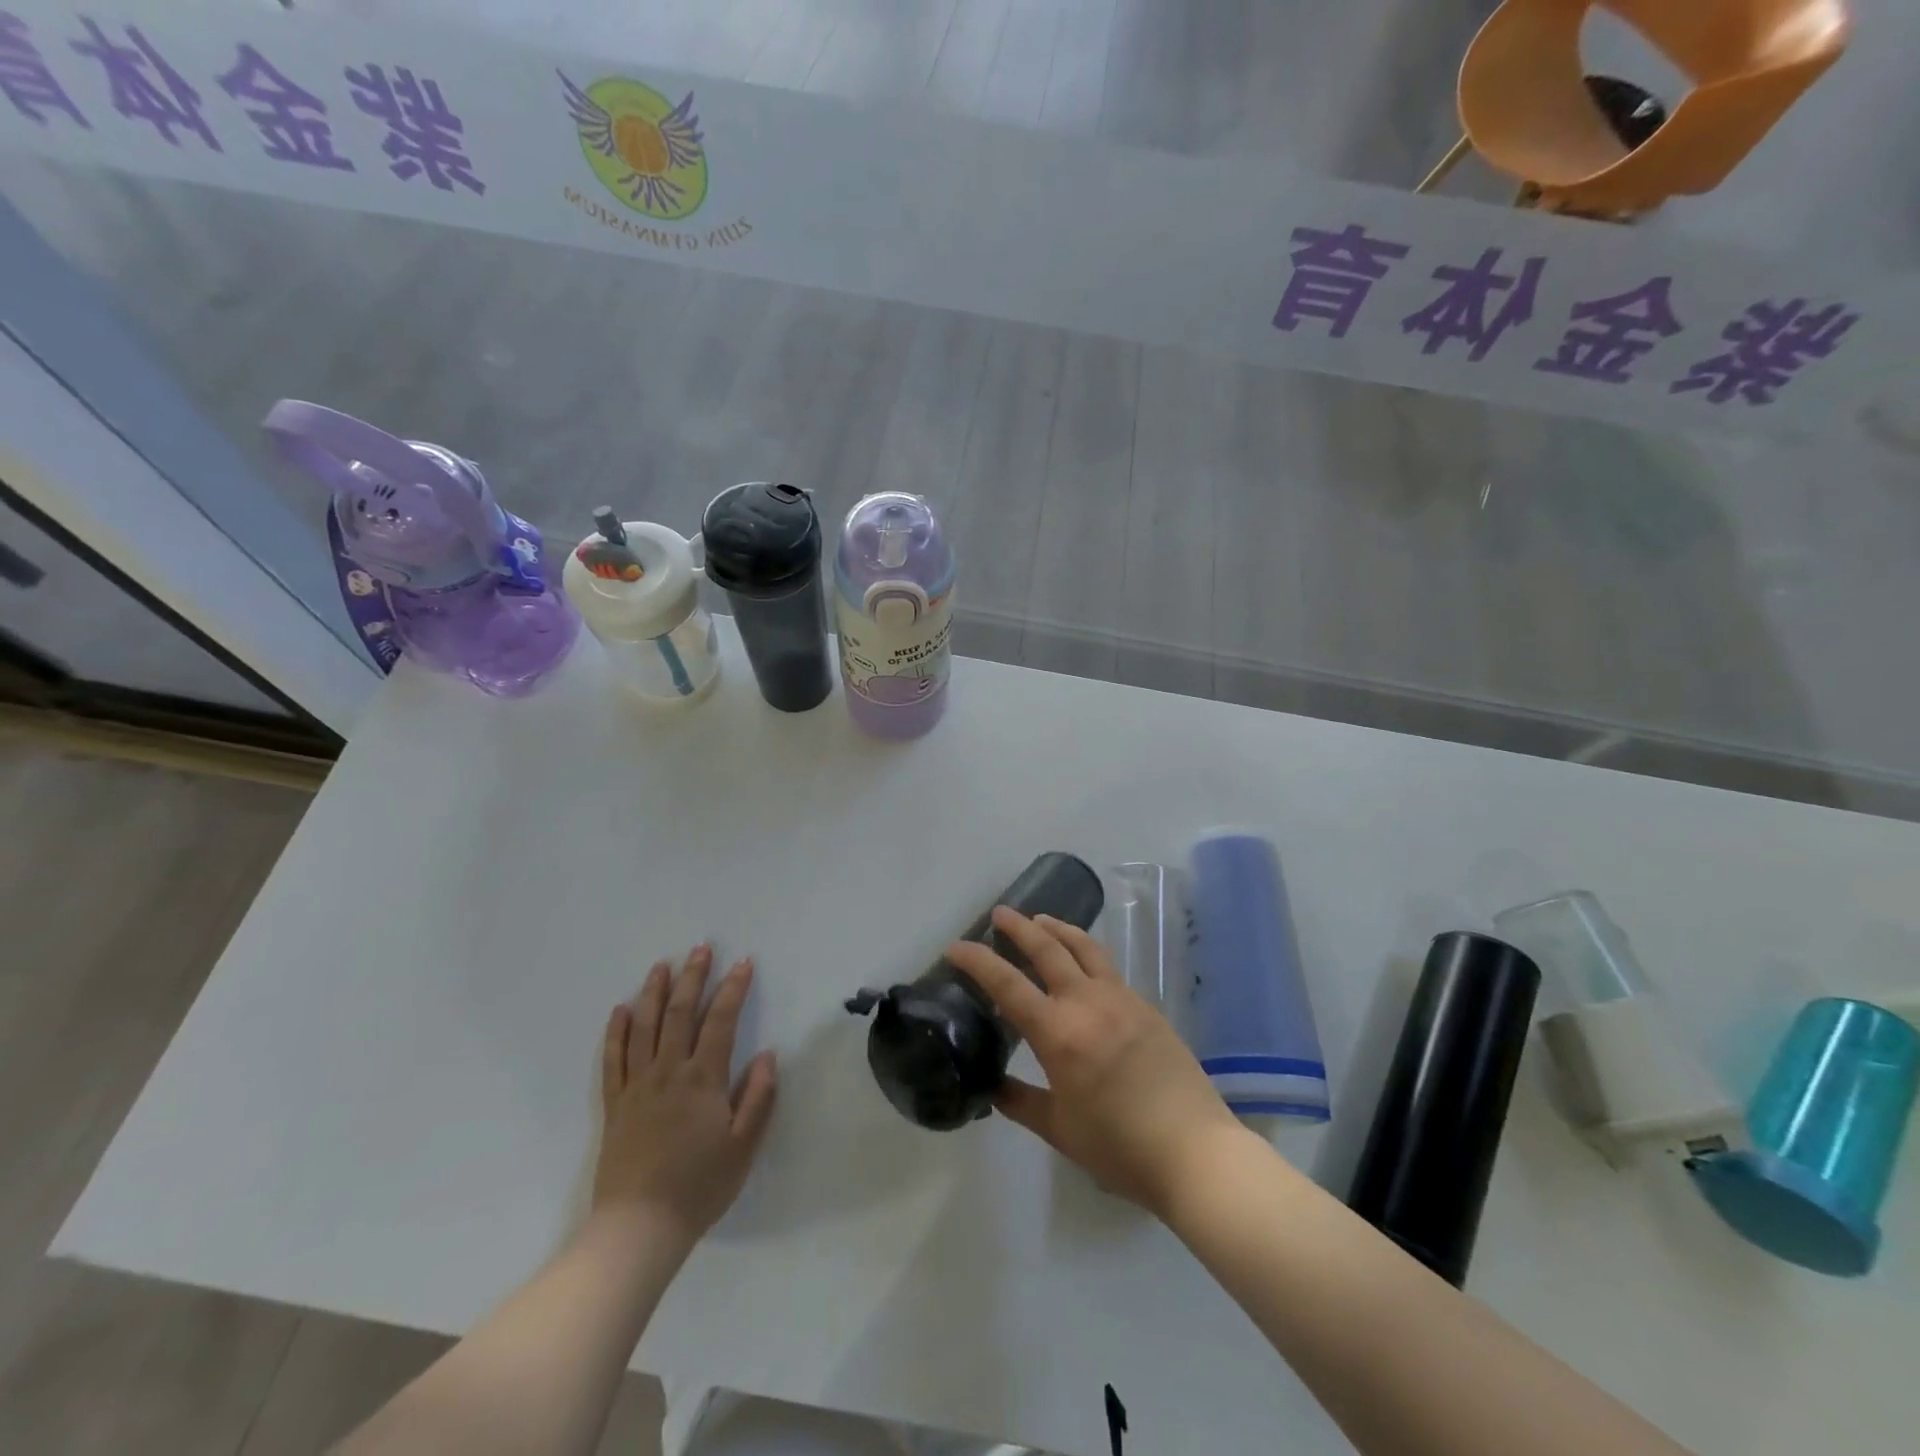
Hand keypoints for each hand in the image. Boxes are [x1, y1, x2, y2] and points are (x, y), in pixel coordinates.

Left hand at [593, 946, 777, 1247]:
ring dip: (654, 992)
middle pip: (680, 1013)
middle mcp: (668, 1072)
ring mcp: (637, 1086)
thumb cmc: (699, 1186)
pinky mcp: (615, 1105)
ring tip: (662, 965)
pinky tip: (621, 1010)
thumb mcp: (743, 1146)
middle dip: (693, 977)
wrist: (638, 1229)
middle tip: (701, 948)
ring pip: (644, 1027)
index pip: (721, 1021)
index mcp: (703, 1079)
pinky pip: (613, 1060)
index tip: (743, 963)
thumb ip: (758, 1097)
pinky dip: (616, 1032)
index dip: (733, 988)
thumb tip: (767, 1055)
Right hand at [946, 909, 1239, 1216]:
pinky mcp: (1146, 1006)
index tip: (955, 947)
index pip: (1007, 984)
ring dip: (1057, 928)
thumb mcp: (1060, 1130)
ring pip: (1084, 947)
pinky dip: (1085, 952)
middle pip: (1047, 948)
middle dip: (1019, 927)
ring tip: (1041, 920)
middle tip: (999, 914)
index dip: (977, 961)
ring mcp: (1122, 999)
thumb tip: (993, 1087)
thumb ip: (1021, 1103)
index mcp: (1060, 1034)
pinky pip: (1107, 967)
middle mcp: (1088, 1003)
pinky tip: (1080, 964)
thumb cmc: (1120, 1148)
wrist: (1196, 1152)